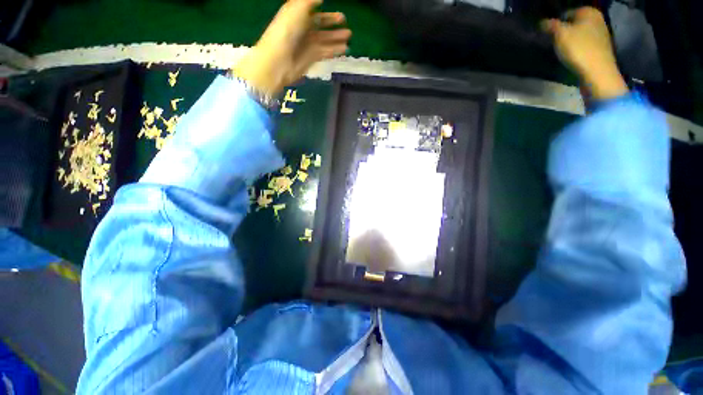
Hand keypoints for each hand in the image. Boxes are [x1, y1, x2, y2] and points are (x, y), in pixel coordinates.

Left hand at [233, 0, 350, 97]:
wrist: (279, 60)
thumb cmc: (286, 31)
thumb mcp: (297, 8)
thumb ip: (309, 1)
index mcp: (297, 15)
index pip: (313, 11)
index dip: (324, 12)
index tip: (336, 13)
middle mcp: (303, 29)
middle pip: (320, 25)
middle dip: (333, 25)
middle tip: (346, 24)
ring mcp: (307, 44)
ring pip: (325, 40)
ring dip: (337, 38)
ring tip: (349, 37)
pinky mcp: (311, 58)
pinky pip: (325, 52)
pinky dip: (334, 50)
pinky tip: (344, 49)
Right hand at [542, 7, 627, 100]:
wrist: (597, 73)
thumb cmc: (579, 49)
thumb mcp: (560, 34)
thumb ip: (550, 25)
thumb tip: (542, 22)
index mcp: (589, 11)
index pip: (566, 13)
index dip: (556, 24)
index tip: (548, 35)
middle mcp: (597, 19)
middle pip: (574, 24)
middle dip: (564, 32)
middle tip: (554, 43)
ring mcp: (601, 34)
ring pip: (579, 34)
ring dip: (570, 41)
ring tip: (562, 51)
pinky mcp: (601, 48)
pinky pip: (585, 44)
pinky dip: (578, 49)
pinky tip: (573, 57)